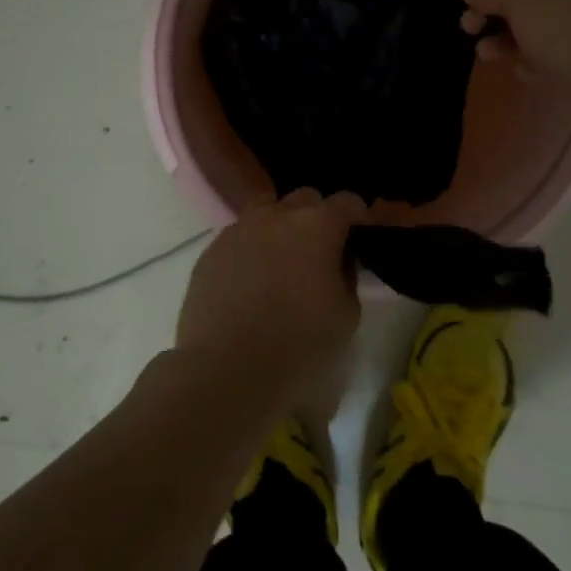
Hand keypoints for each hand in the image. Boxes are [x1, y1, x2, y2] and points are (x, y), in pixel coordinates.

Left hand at [175, 189, 366, 412]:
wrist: (227, 371)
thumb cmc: (299, 347)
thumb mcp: (347, 316)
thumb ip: (347, 277)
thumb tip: (337, 262)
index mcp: (317, 226)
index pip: (347, 202)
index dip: (357, 216)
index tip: (360, 236)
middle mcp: (276, 216)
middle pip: (304, 199)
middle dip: (317, 217)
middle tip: (320, 253)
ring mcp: (238, 230)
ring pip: (266, 212)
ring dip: (279, 228)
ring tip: (281, 264)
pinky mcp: (210, 251)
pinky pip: (238, 238)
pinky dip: (250, 250)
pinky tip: (249, 284)